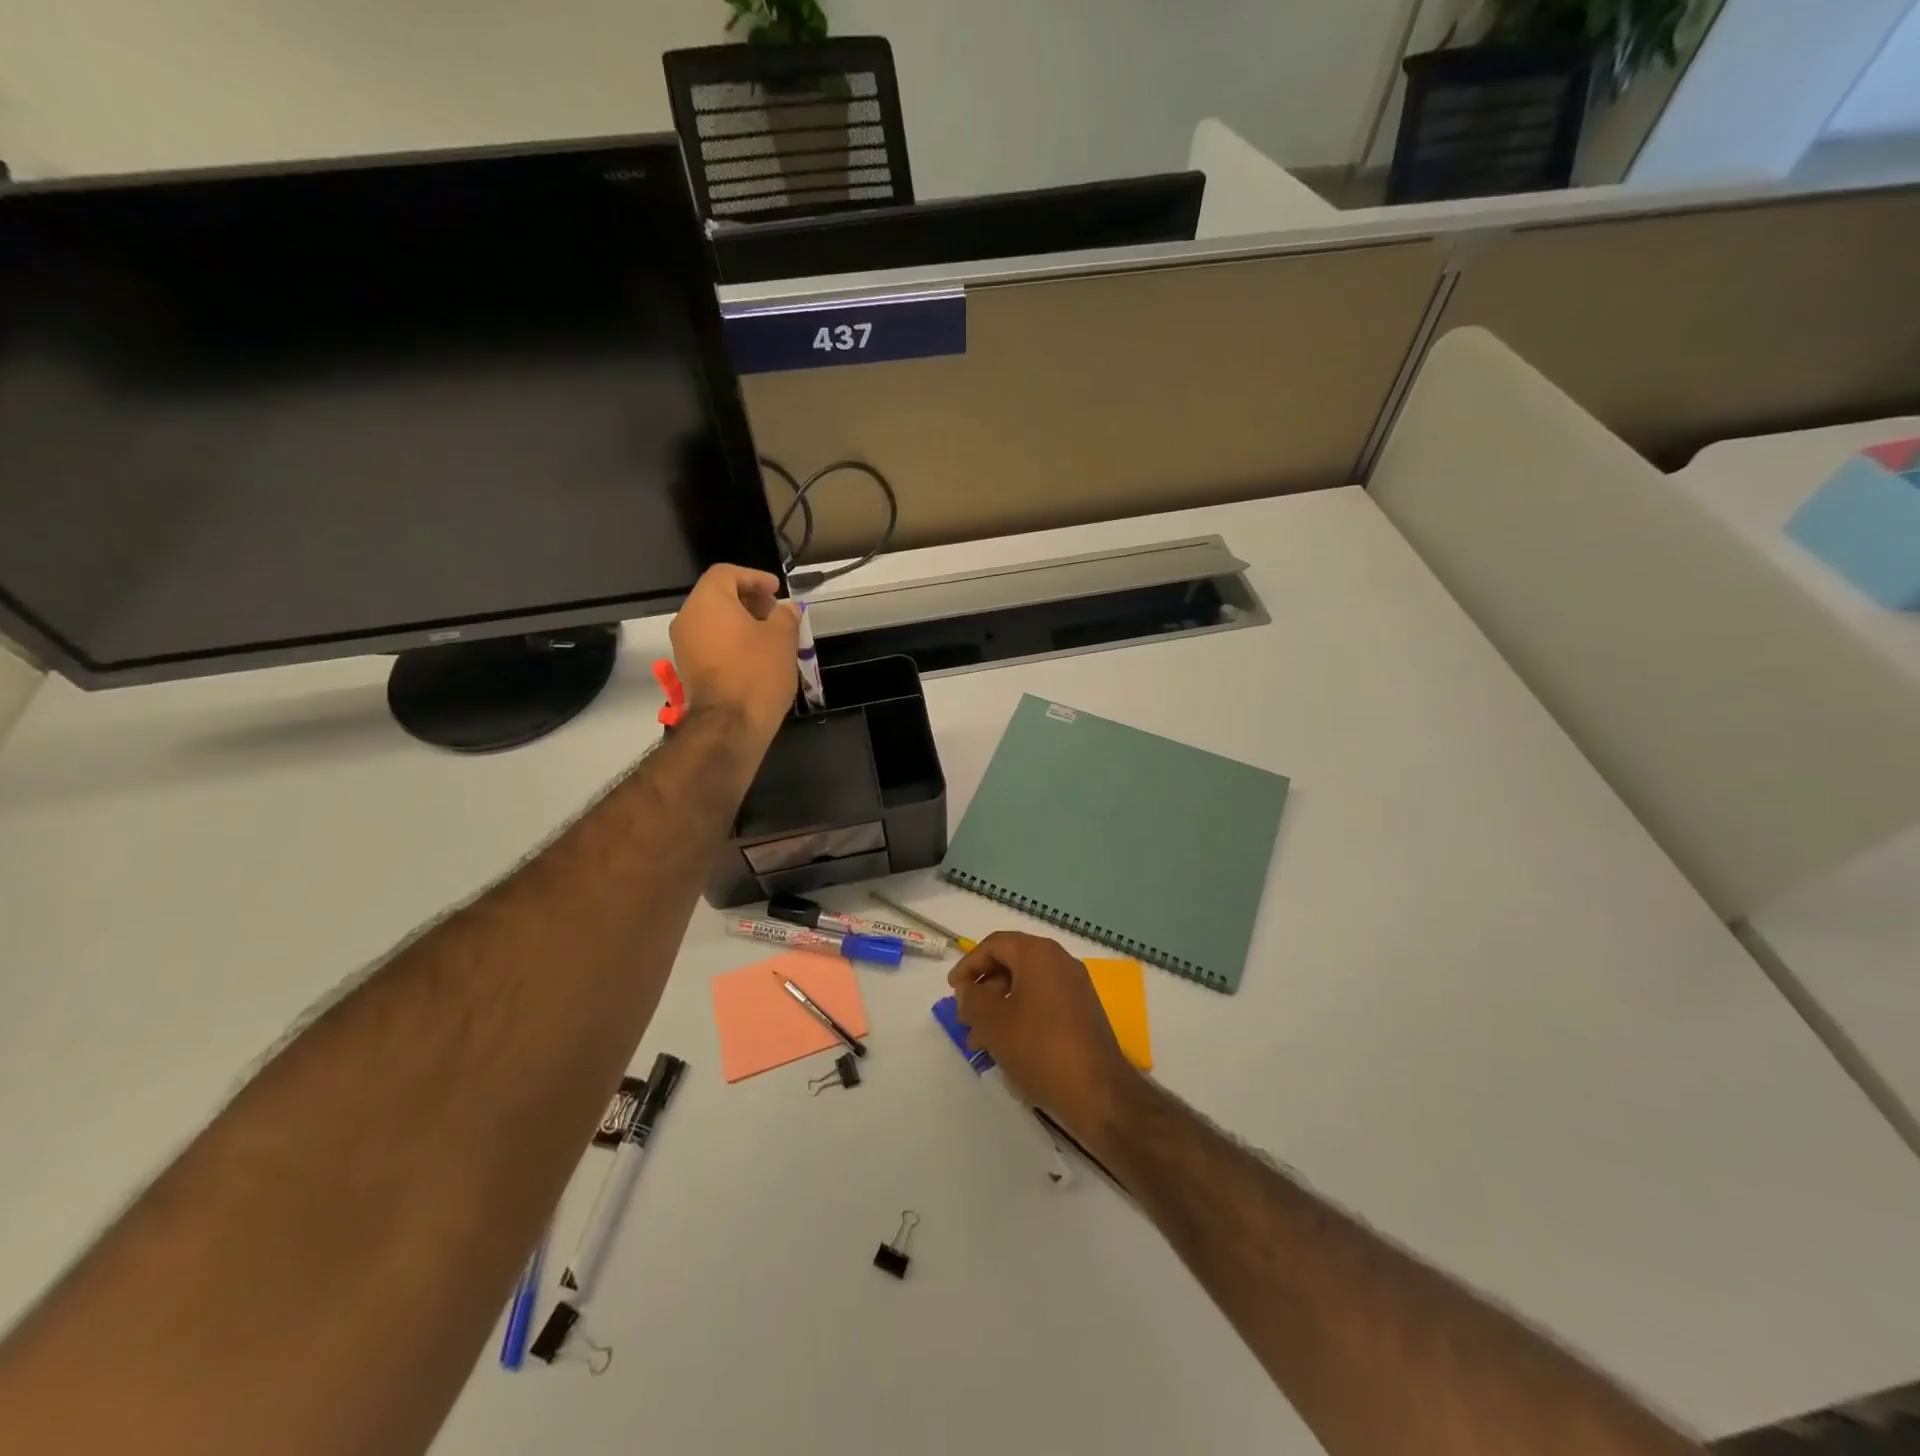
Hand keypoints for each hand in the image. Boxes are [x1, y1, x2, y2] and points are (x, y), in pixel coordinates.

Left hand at [669, 564, 798, 742]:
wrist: (729, 725)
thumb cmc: (757, 672)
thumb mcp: (782, 638)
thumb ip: (785, 615)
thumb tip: (786, 608)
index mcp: (707, 601)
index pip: (726, 573)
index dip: (754, 577)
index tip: (776, 590)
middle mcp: (688, 619)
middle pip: (717, 597)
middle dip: (748, 600)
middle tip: (775, 612)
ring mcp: (683, 646)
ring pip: (713, 622)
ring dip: (740, 623)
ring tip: (770, 636)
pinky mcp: (688, 670)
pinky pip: (710, 644)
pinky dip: (731, 642)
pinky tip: (756, 656)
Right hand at [949, 931, 1140, 1137]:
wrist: (1098, 1091)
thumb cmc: (1039, 1047)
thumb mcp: (993, 1022)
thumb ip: (972, 999)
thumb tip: (968, 990)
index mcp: (1039, 954)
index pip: (995, 944)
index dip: (969, 964)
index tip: (953, 990)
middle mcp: (1060, 962)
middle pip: (1011, 964)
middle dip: (983, 991)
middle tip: (965, 1018)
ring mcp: (1075, 988)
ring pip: (1026, 988)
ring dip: (998, 1009)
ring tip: (979, 1042)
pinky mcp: (1082, 1013)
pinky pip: (1043, 1004)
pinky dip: (1020, 1018)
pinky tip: (1006, 1048)